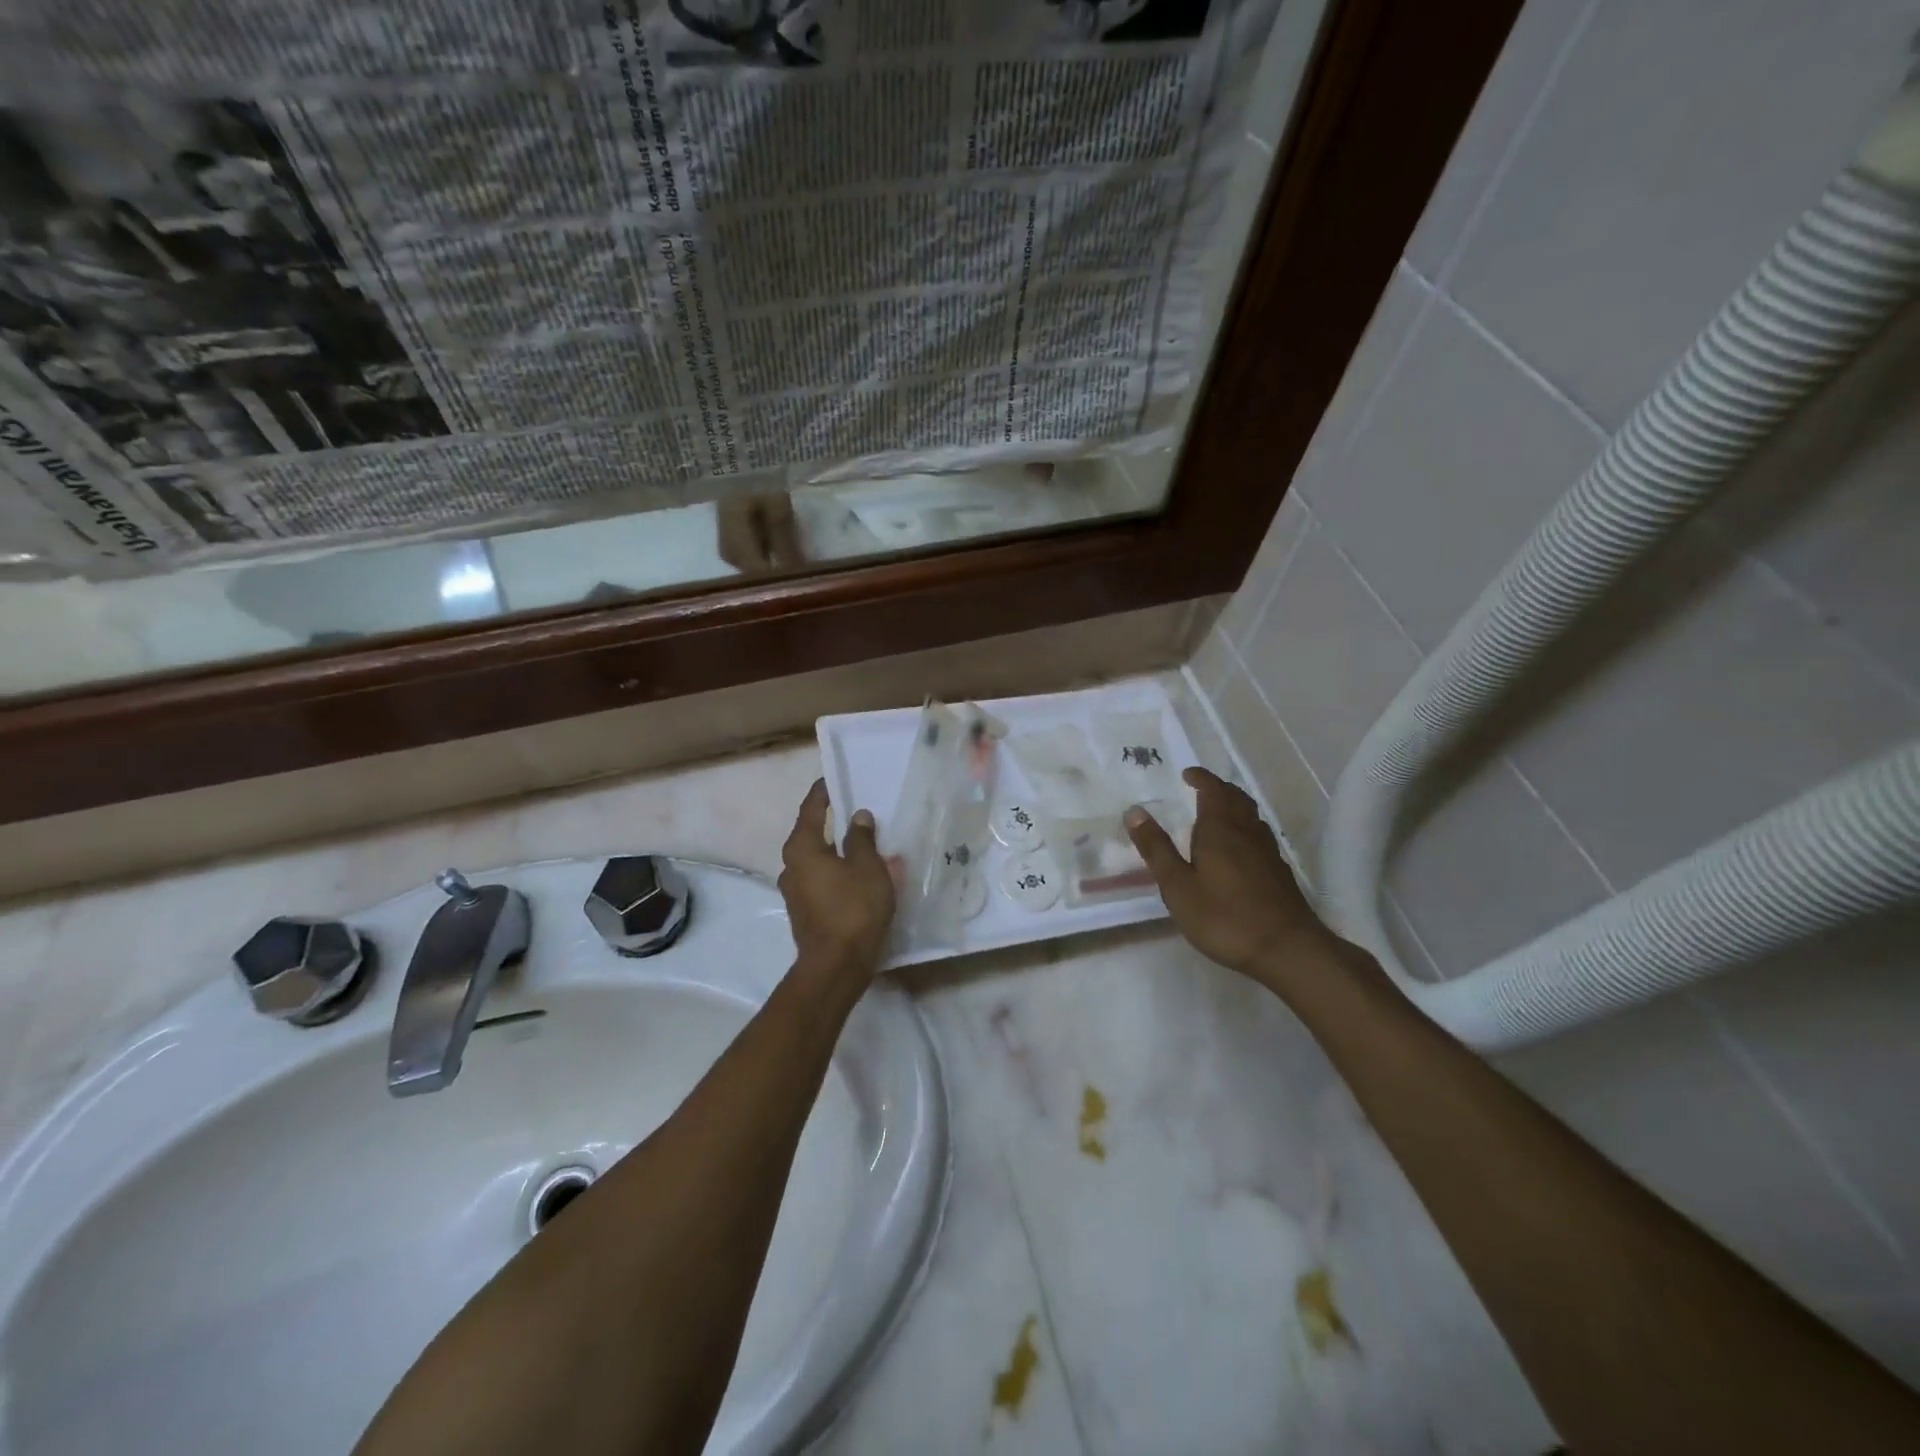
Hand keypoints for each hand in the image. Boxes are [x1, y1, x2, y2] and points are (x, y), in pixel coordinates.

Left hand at [778, 779, 895, 987]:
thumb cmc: (853, 909)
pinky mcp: (805, 910)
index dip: (824, 791)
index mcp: (802, 848)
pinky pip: (821, 878)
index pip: (811, 808)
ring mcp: (795, 890)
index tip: (835, 778)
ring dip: (836, 849)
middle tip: (855, 808)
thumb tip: (858, 817)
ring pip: (817, 859)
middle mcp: (791, 865)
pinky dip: (836, 870)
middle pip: (811, 833)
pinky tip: (857, 873)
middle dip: (831, 820)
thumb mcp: (867, 867)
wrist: (836, 966)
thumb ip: (862, 838)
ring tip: (861, 842)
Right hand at [1125, 767, 1326, 977]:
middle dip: (1218, 788)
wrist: (1286, 949)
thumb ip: (1157, 848)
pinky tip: (1238, 849)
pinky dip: (1245, 829)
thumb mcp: (1178, 886)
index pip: (1212, 790)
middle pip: (1236, 798)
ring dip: (1234, 806)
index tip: (1187, 774)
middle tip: (1200, 789)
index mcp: (1220, 829)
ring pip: (1251, 816)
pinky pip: (1259, 836)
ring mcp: (1267, 852)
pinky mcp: (1279, 872)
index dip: (1200, 778)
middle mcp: (1247, 832)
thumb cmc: (1224, 916)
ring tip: (1217, 814)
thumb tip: (1134, 811)